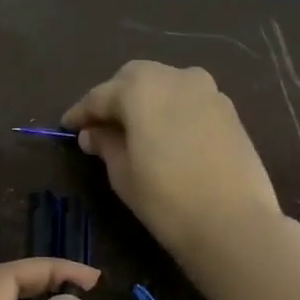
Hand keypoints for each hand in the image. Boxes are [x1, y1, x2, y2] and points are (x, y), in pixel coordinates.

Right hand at [62, 60, 285, 259]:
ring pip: (165, 83)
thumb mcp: (123, 174)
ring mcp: (207, 91)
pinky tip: (165, 134)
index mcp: (141, 89)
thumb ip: (106, 145)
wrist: (233, 222)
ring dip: (145, 99)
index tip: (67, 126)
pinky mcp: (228, 110)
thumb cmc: (166, 199)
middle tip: (100, 124)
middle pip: (135, 78)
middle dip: (114, 96)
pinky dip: (171, 109)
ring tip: (134, 128)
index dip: (81, 112)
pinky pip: (189, 99)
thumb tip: (93, 133)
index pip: (101, 95)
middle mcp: (175, 77)